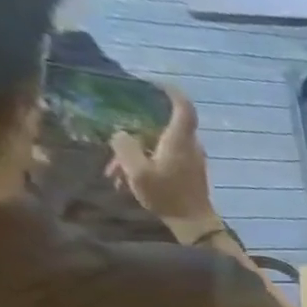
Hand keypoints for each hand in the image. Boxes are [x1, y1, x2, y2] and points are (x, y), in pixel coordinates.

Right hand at [106, 88, 220, 239]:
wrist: (193, 223)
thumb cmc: (166, 195)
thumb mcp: (136, 169)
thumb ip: (125, 145)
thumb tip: (122, 134)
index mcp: (180, 141)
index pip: (184, 110)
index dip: (173, 93)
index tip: (157, 84)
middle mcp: (190, 147)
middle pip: (159, 130)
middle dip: (132, 139)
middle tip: (113, 158)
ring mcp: (191, 160)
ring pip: (156, 147)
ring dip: (133, 157)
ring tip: (115, 175)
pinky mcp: (188, 172)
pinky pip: (162, 160)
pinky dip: (143, 166)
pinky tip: (126, 181)